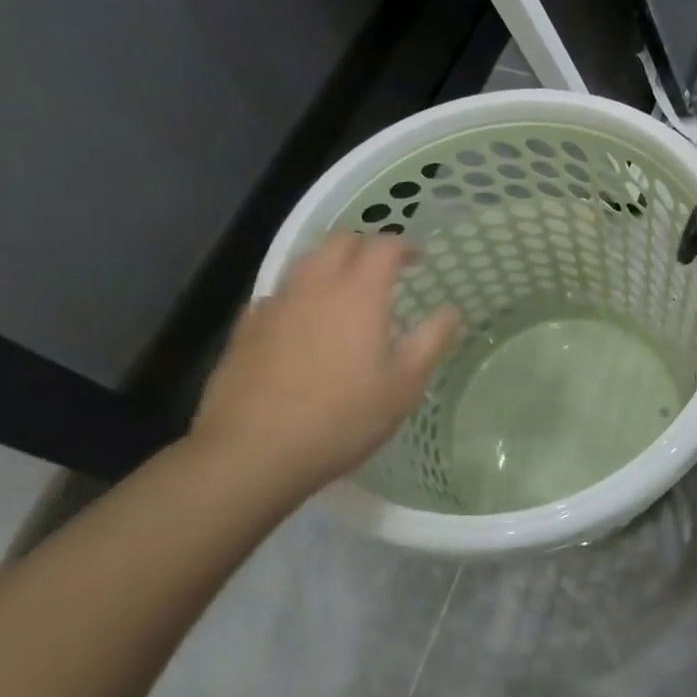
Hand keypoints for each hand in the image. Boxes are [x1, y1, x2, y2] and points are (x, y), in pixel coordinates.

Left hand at [190, 234, 458, 495]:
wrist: (252, 453)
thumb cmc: (342, 417)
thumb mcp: (405, 385)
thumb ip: (431, 341)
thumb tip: (451, 312)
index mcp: (359, 293)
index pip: (383, 245)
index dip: (404, 245)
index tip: (419, 258)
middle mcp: (315, 286)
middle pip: (339, 242)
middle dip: (364, 245)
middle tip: (383, 268)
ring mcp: (275, 306)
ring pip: (304, 263)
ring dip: (329, 265)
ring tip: (345, 291)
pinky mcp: (245, 330)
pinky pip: (277, 296)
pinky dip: (298, 296)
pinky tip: (302, 324)